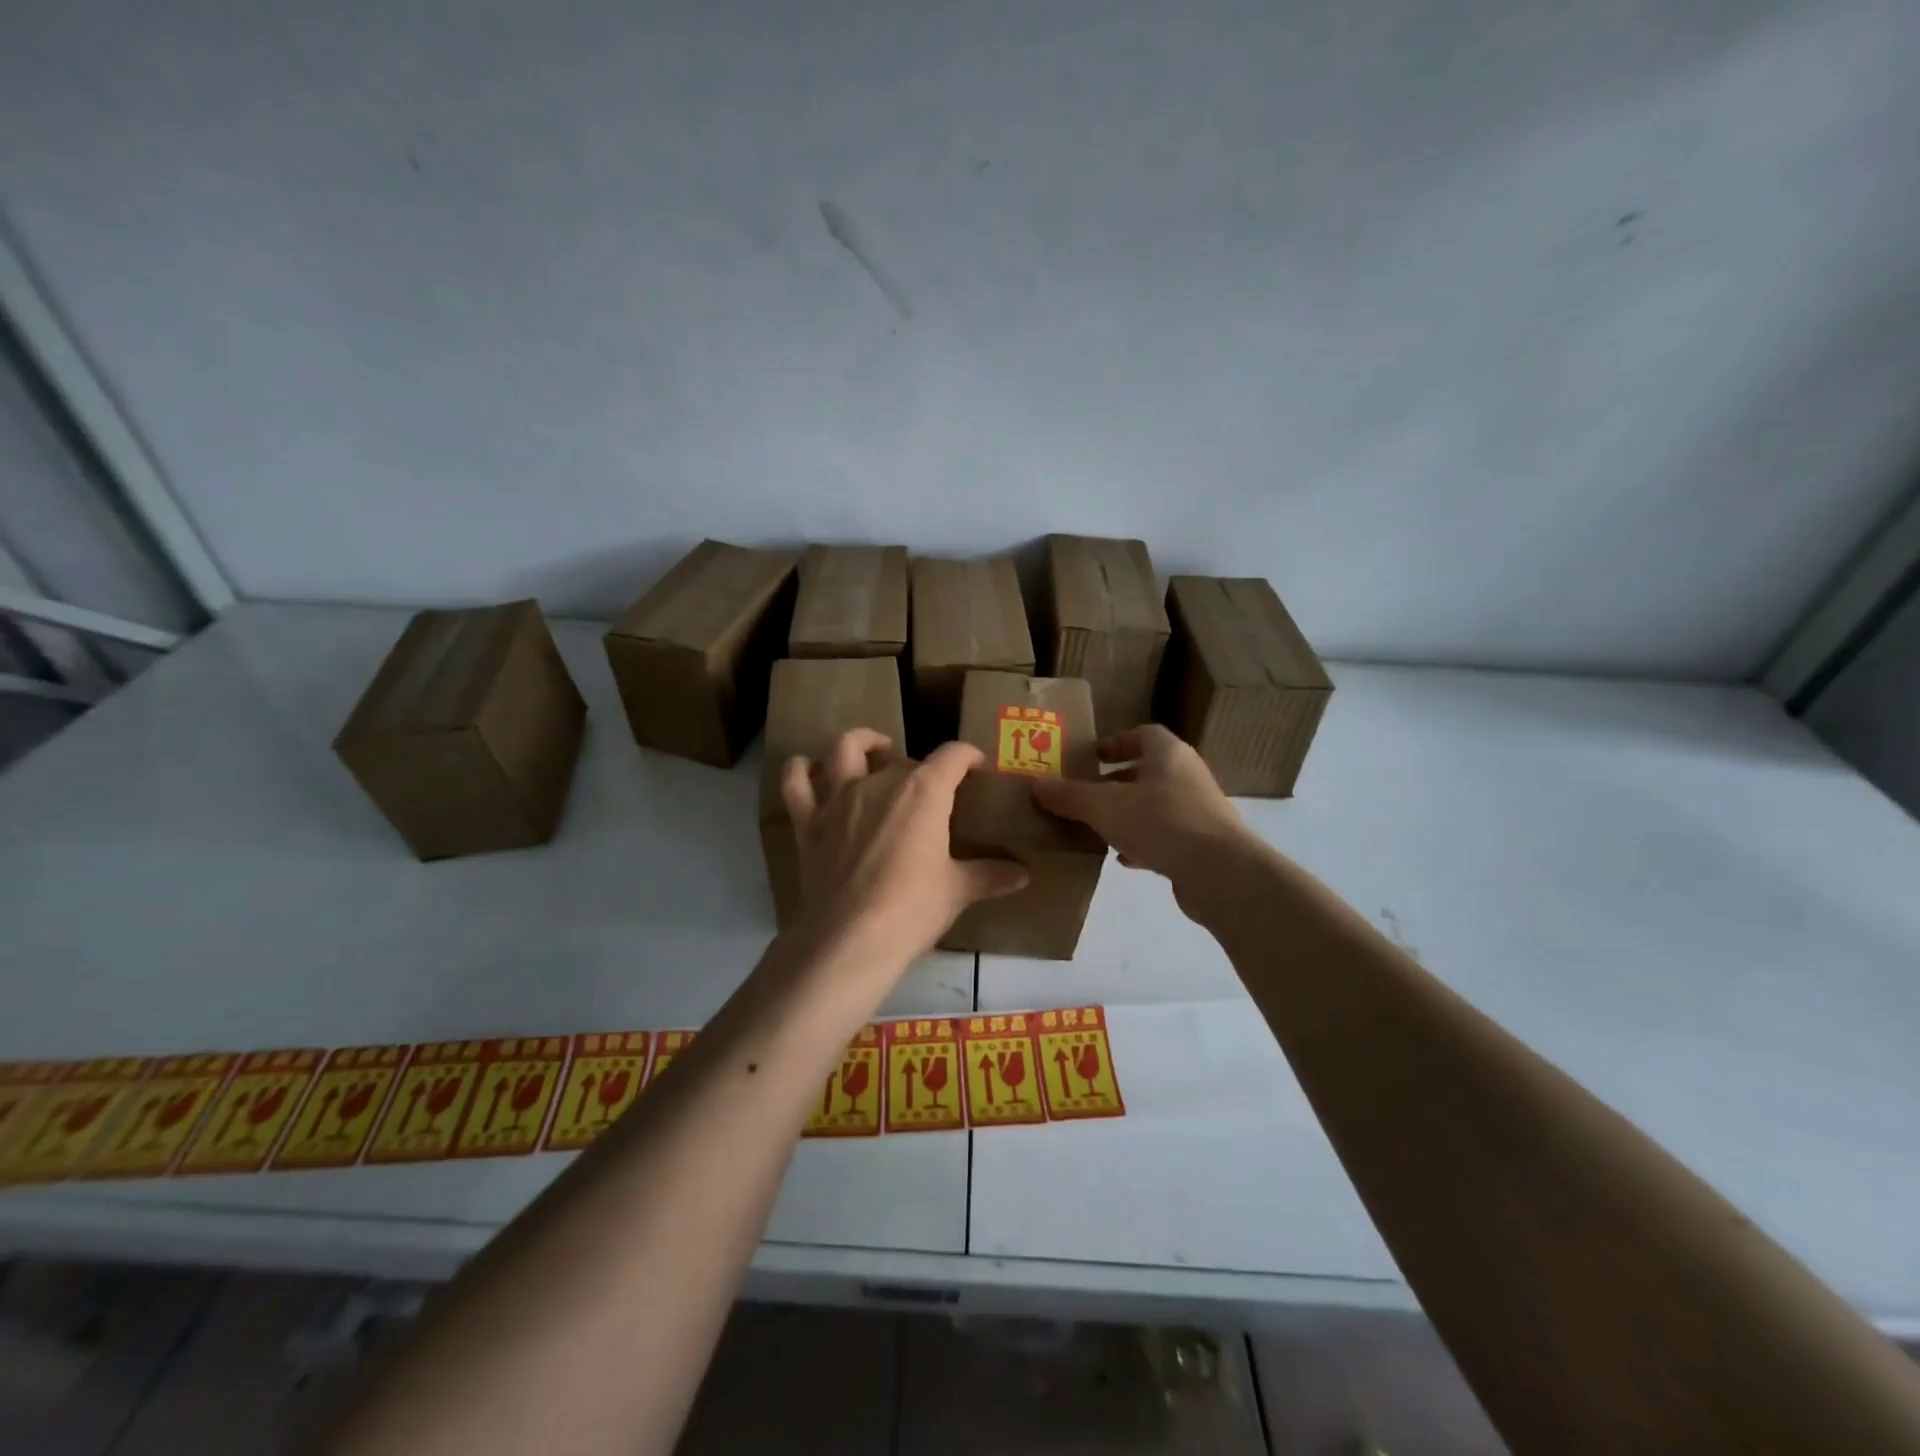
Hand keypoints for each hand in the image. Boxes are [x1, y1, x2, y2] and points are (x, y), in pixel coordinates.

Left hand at [782, 731, 1028, 971]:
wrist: (851, 938)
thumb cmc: (913, 909)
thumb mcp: (958, 891)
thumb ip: (989, 875)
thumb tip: (1023, 875)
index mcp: (923, 791)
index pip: (953, 756)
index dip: (968, 756)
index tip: (976, 768)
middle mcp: (880, 782)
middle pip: (903, 759)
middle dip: (920, 769)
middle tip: (930, 794)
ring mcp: (838, 798)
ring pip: (845, 749)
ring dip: (862, 743)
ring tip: (875, 750)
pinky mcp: (808, 821)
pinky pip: (796, 782)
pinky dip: (801, 769)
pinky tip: (810, 769)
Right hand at [1030, 725, 1257, 912]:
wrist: (1220, 872)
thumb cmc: (1162, 822)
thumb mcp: (1105, 806)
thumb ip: (1070, 795)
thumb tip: (1036, 783)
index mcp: (1168, 754)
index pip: (1143, 734)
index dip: (1116, 742)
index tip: (1092, 757)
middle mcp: (1187, 775)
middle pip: (1147, 771)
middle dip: (1115, 782)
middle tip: (1084, 795)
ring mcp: (1198, 811)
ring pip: (1155, 805)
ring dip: (1127, 814)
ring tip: (1095, 827)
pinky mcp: (1202, 844)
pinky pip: (1165, 836)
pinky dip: (1142, 842)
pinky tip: (1122, 859)